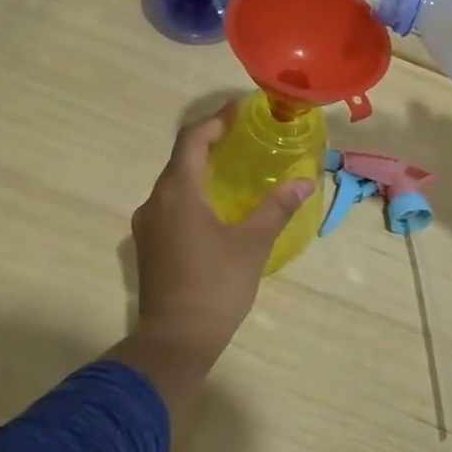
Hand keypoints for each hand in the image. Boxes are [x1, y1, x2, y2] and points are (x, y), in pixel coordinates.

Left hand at [112, 107, 312, 407]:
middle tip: (243, 136)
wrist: (174, 341)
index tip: (240, 110)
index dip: (215, 120)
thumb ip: (277, 208)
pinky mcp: (149, 245)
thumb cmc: (215, 286)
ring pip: (174, 183)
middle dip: (210, 142)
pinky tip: (216, 207)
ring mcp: (148, 224)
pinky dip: (193, 193)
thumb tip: (303, 182)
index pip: (192, 139)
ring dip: (201, 169)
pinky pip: (171, 204)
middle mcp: (155, 201)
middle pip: (181, 158)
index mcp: (177, 192)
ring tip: (234, 168)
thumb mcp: (253, 244)